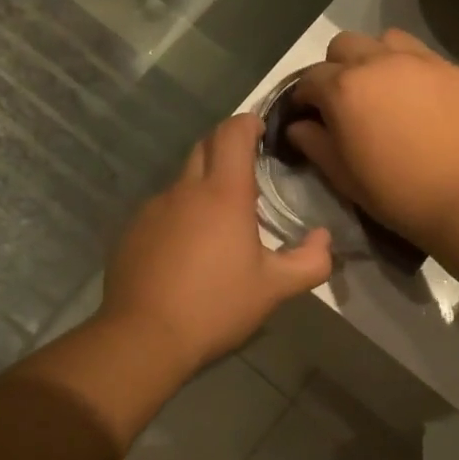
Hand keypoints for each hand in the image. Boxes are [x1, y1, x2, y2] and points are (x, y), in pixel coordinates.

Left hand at [100, 114, 332, 371]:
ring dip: (203, 185)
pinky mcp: (132, 230)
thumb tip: (325, 239)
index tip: (261, 129)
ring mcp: (153, 209)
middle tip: (247, 168)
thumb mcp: (274, 289)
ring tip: (220, 220)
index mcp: (223, 194)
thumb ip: (310, 262)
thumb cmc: (216, 307)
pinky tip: (186, 249)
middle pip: (205, 146)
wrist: (144, 336)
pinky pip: (162, 209)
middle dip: (226, 145)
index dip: (248, 122)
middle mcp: (185, 190)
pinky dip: (180, 214)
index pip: (233, 133)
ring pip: (182, 181)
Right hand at [287, 29, 458, 243]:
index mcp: (345, 88)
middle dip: (337, 67)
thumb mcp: (343, 175)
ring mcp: (423, 61)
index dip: (304, 96)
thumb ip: (314, 143)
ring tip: (386, 89)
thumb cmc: (394, 192)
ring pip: (388, 40)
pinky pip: (427, 59)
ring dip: (377, 58)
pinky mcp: (457, 70)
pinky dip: (415, 73)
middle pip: (345, 45)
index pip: (310, 78)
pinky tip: (425, 103)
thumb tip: (298, 126)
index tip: (309, 114)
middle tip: (347, 98)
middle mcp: (380, 61)